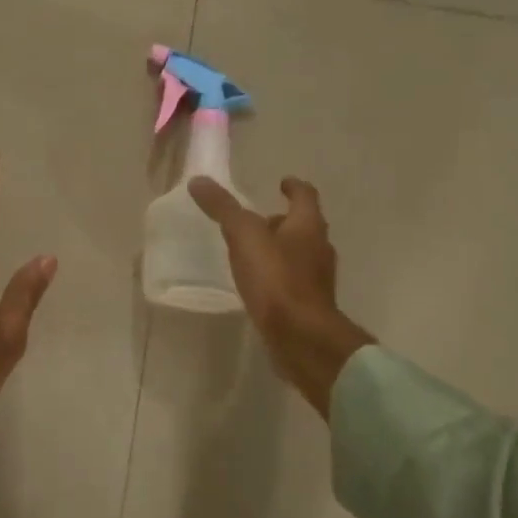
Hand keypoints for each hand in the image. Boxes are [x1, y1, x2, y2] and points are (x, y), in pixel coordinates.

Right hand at [189, 175, 373, 418]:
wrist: (301, 337)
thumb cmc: (277, 279)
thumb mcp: (244, 237)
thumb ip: (223, 209)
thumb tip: (199, 180)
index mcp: (308, 226)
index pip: (305, 195)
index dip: (293, 187)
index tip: (282, 183)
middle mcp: (318, 248)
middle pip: (303, 226)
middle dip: (283, 220)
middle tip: (258, 220)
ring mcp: (316, 278)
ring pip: (299, 254)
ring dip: (280, 248)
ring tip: (253, 252)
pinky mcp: (309, 304)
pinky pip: (293, 280)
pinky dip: (278, 275)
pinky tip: (259, 284)